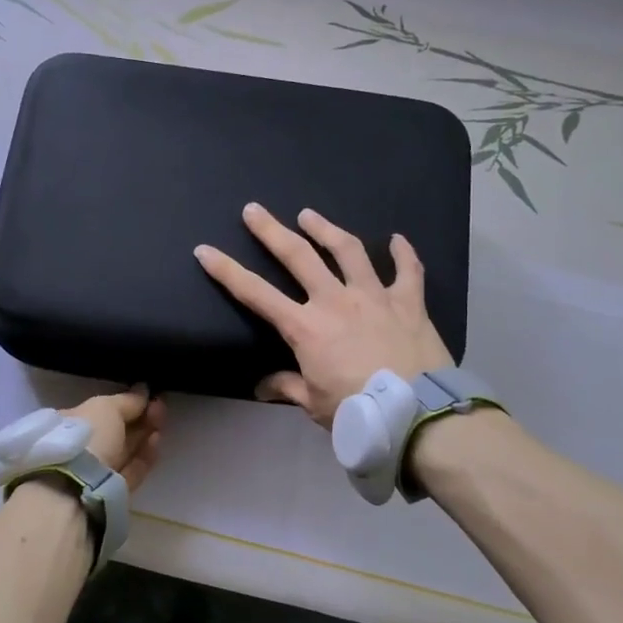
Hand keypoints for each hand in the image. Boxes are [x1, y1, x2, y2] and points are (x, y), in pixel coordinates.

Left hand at [65, 386, 165, 490]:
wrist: (79, 486)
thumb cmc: (88, 436)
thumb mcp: (106, 407)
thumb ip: (128, 400)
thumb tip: (144, 390)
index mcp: (69, 423)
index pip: (100, 411)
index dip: (124, 403)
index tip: (147, 395)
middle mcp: (81, 446)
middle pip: (115, 430)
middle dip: (139, 417)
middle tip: (160, 406)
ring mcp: (95, 470)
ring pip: (125, 450)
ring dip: (145, 434)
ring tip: (160, 421)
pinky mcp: (112, 490)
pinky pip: (131, 470)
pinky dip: (145, 455)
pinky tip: (157, 440)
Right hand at [195, 204, 451, 428]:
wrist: (418, 412)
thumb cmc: (357, 410)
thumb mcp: (314, 404)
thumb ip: (288, 387)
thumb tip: (264, 387)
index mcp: (305, 327)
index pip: (255, 293)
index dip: (226, 271)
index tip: (205, 250)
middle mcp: (335, 301)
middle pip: (298, 256)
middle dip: (271, 231)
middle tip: (253, 210)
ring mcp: (374, 296)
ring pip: (348, 250)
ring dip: (326, 229)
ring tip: (309, 214)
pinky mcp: (409, 302)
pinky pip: (408, 270)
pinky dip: (404, 253)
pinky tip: (397, 239)